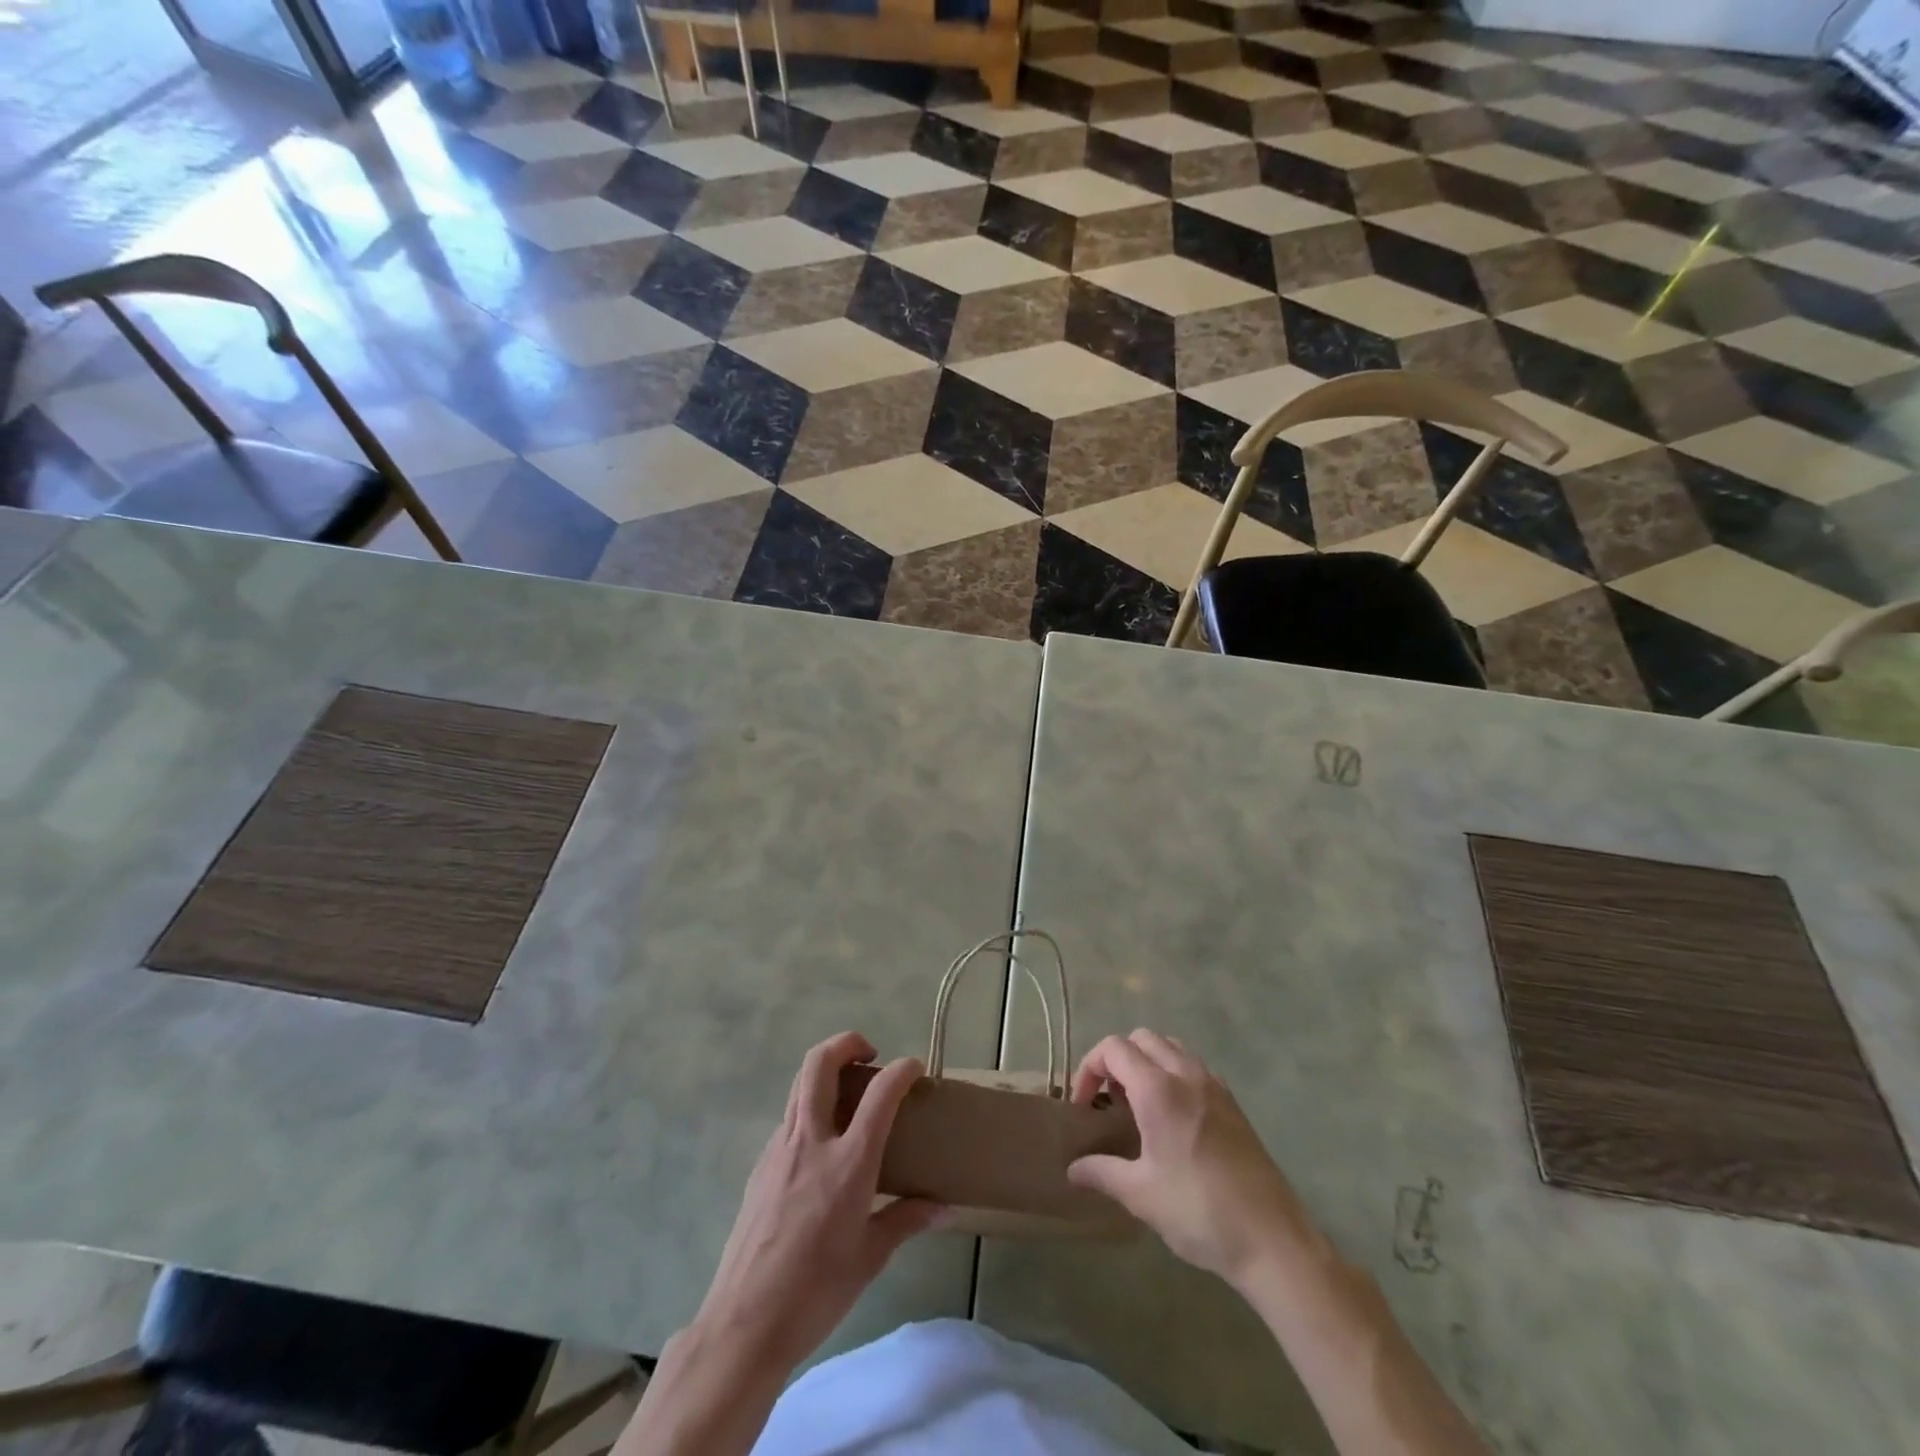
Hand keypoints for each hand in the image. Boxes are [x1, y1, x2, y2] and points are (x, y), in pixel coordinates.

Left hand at [690, 1031, 944, 1372]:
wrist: (744, 1324)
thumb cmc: (817, 1292)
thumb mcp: (871, 1257)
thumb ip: (907, 1220)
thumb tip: (944, 1208)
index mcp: (848, 1162)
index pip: (881, 1094)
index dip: (902, 1071)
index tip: (915, 1068)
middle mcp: (811, 1141)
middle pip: (820, 1063)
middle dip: (847, 1043)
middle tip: (870, 1056)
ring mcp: (779, 1149)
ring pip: (799, 1084)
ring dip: (825, 1071)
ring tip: (849, 1093)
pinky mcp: (760, 1165)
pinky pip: (788, 1118)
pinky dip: (809, 1108)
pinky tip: (822, 1144)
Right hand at [1066, 1029, 1317, 1289]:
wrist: (1272, 1240)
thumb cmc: (1199, 1212)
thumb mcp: (1140, 1195)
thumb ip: (1102, 1172)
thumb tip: (1072, 1169)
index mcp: (1158, 1089)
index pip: (1113, 1048)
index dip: (1090, 1067)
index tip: (1084, 1105)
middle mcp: (1186, 1074)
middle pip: (1142, 1039)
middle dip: (1117, 1060)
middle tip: (1108, 1100)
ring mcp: (1214, 1086)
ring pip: (1170, 1048)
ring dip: (1146, 1063)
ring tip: (1138, 1106)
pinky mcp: (1233, 1103)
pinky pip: (1193, 1068)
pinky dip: (1173, 1074)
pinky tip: (1173, 1119)